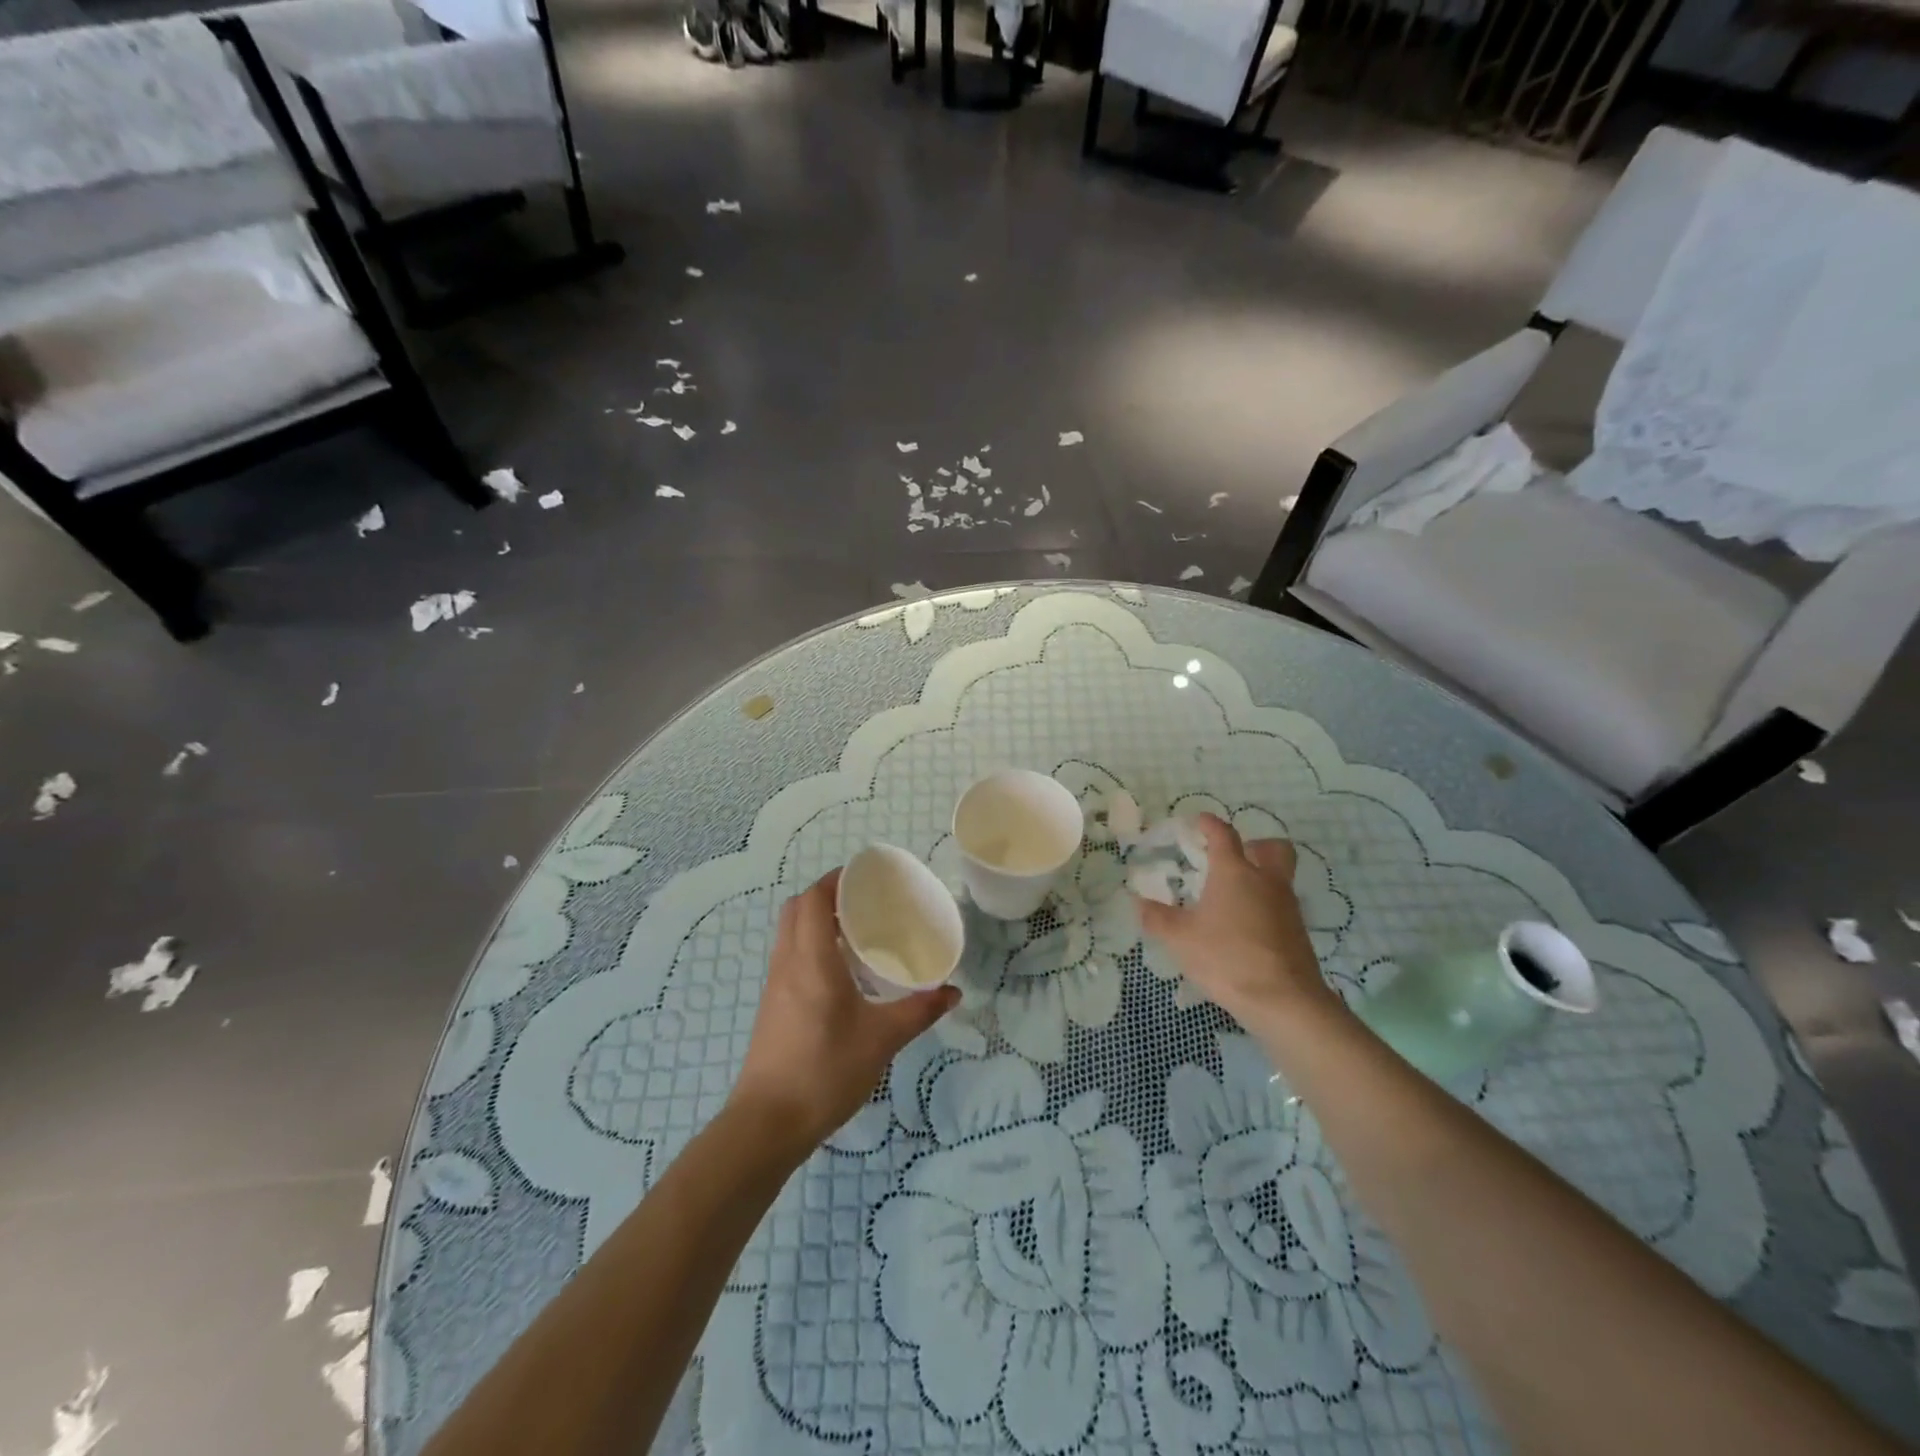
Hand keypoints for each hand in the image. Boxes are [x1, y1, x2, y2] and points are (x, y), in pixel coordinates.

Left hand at [730, 869, 958, 1155]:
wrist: (768, 1124)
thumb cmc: (826, 1070)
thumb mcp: (882, 1039)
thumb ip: (920, 1011)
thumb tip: (954, 991)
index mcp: (812, 959)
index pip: (814, 898)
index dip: (836, 880)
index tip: (867, 878)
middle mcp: (787, 962)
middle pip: (797, 908)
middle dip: (827, 896)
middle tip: (865, 904)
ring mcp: (774, 985)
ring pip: (790, 932)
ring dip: (816, 921)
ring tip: (857, 933)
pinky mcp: (771, 1006)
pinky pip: (789, 956)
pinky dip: (810, 946)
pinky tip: (840, 973)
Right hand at [1134, 813, 1338, 1027]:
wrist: (1284, 1001)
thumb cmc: (1227, 958)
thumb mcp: (1180, 939)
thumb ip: (1157, 918)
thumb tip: (1137, 901)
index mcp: (1235, 873)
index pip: (1224, 835)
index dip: (1210, 824)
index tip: (1200, 821)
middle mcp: (1266, 881)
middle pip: (1273, 848)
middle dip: (1255, 845)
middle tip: (1235, 856)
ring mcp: (1287, 907)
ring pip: (1280, 877)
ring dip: (1261, 877)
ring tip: (1233, 897)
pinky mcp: (1298, 934)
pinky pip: (1282, 906)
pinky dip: (1266, 907)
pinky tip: (1245, 928)